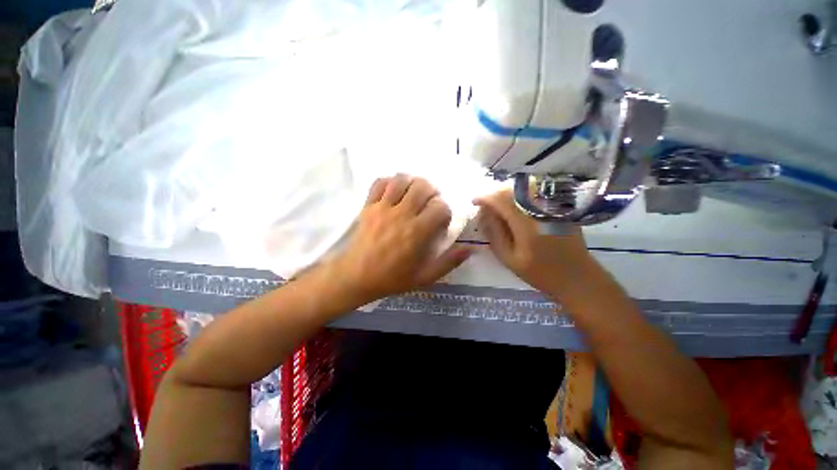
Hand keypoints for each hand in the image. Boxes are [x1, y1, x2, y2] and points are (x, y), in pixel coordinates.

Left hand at [328, 175, 470, 305]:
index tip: (441, 220)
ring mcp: (382, 207)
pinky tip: (395, 191)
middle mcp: (401, 214)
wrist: (356, 276)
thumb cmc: (392, 278)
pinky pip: (379, 182)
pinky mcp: (368, 205)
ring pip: (402, 179)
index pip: (440, 207)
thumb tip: (470, 250)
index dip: (445, 211)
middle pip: (423, 186)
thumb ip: (448, 262)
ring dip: (413, 182)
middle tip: (430, 202)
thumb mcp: (424, 277)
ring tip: (414, 193)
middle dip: (432, 191)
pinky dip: (390, 181)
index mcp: (417, 232)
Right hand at [474, 190, 594, 295]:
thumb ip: (494, 234)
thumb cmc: (540, 272)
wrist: (577, 276)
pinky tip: (513, 204)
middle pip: (512, 190)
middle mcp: (540, 209)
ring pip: (523, 188)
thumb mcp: (509, 259)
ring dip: (506, 192)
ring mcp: (552, 206)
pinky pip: (535, 192)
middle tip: (484, 204)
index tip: (474, 202)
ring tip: (496, 203)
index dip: (484, 198)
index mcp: (526, 225)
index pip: (501, 200)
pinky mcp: (559, 206)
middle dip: (494, 193)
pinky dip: (519, 194)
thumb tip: (484, 214)